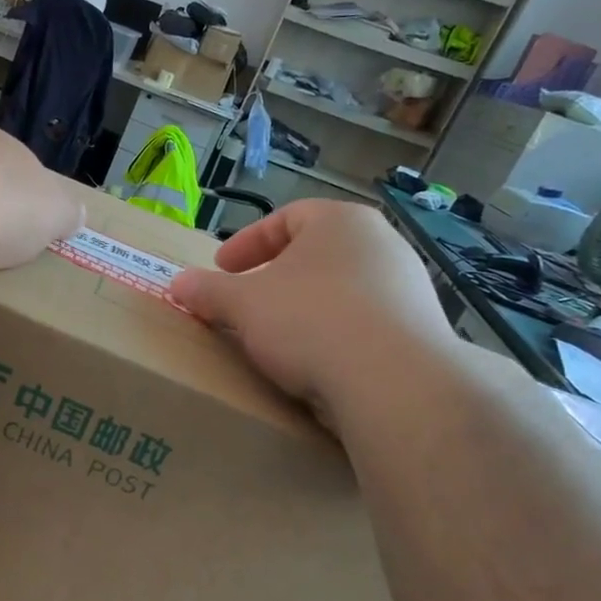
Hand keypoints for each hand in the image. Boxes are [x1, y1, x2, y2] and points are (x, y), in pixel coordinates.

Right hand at [169, 200, 455, 415]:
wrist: (394, 382)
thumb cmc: (309, 320)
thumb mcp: (243, 304)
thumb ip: (208, 291)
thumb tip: (178, 284)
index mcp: (340, 222)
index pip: (286, 218)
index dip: (247, 242)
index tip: (222, 268)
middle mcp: (382, 244)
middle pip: (316, 252)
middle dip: (276, 275)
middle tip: (247, 300)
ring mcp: (409, 286)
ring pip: (341, 287)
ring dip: (306, 305)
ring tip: (279, 334)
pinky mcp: (422, 329)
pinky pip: (365, 321)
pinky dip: (335, 332)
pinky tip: (317, 359)